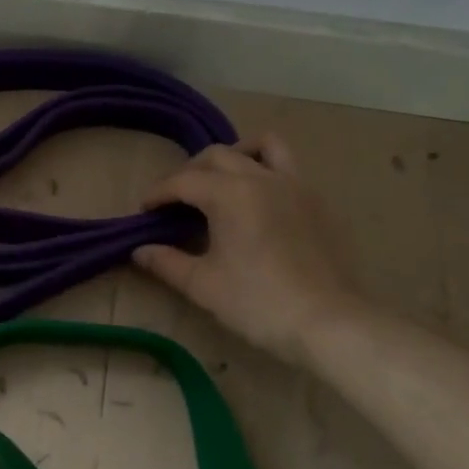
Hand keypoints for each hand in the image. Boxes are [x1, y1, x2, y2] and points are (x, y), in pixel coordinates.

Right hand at [132, 136, 364, 363]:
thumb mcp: (202, 285)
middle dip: (189, 172)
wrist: (328, 322)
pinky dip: (266, 171)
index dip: (158, 192)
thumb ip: (166, 262)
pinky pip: (288, 168)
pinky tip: (259, 201)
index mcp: (230, 194)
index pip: (184, 181)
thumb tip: (140, 250)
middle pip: (218, 155)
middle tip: (175, 199)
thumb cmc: (258, 302)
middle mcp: (262, 178)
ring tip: (222, 179)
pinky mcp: (318, 201)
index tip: (144, 210)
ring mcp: (296, 185)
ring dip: (235, 153)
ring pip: (263, 147)